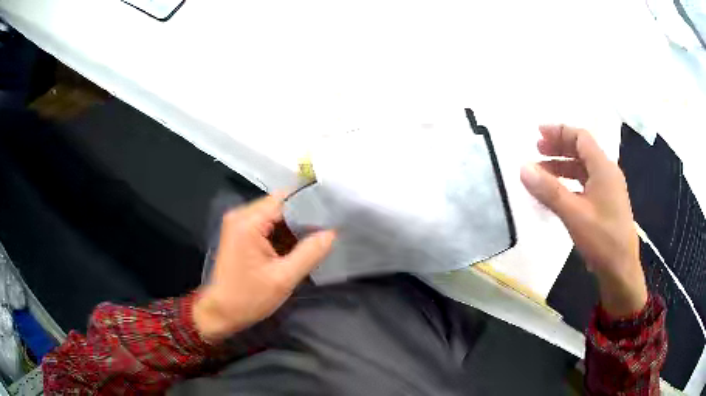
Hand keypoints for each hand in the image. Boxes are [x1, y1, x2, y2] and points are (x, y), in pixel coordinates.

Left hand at [193, 193, 335, 342]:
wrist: (220, 313)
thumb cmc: (248, 298)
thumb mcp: (283, 279)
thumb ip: (309, 253)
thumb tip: (332, 232)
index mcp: (248, 222)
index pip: (285, 199)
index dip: (310, 203)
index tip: (333, 211)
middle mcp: (241, 215)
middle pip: (280, 204)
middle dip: (304, 215)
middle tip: (331, 226)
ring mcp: (239, 224)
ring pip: (275, 215)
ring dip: (295, 225)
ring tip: (320, 234)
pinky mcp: (241, 234)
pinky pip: (267, 225)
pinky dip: (283, 233)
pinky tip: (300, 244)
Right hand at [520, 125, 647, 317]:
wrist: (620, 270)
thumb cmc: (602, 239)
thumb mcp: (574, 214)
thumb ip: (549, 190)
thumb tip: (523, 168)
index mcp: (603, 168)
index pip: (580, 137)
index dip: (559, 132)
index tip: (537, 134)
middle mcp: (608, 173)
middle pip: (582, 150)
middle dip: (559, 148)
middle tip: (537, 151)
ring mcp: (608, 190)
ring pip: (583, 168)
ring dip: (563, 166)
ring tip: (542, 173)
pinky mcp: (606, 204)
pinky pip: (586, 184)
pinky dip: (570, 182)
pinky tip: (559, 193)